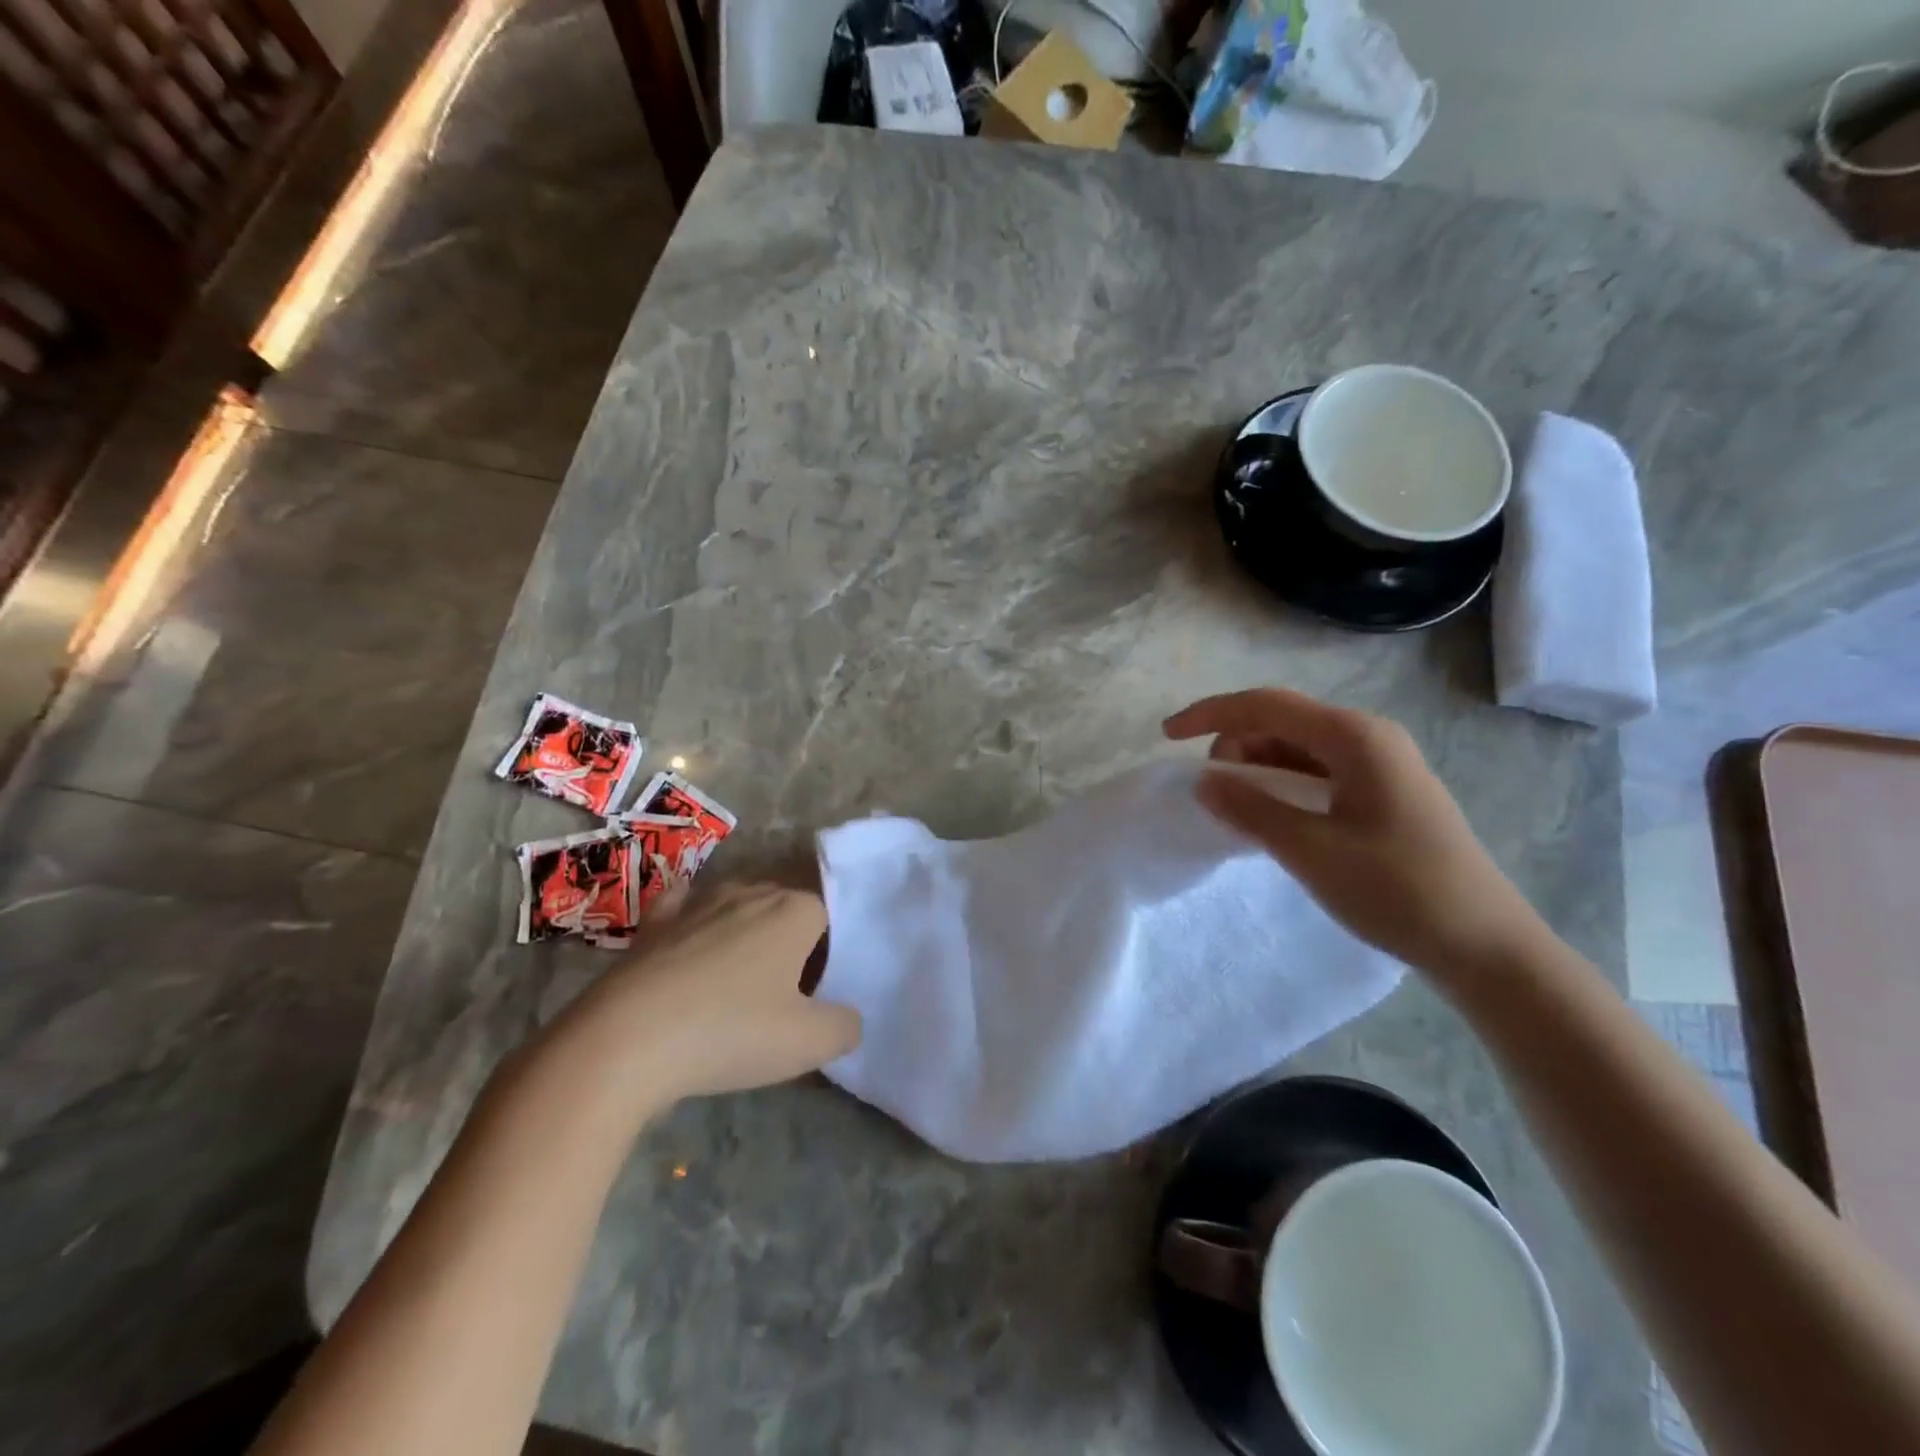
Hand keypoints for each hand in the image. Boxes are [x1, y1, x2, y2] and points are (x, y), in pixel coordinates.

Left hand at [560, 883, 859, 1102]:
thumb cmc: (730, 1033)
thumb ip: (845, 1026)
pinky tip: (689, 934)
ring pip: (737, 904)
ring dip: (744, 931)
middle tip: (782, 991)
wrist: (625, 1042)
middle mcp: (749, 893)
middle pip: (784, 905)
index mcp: (793, 911)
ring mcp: (698, 903)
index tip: (813, 993)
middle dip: (789, 938)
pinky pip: (683, 906)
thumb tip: (847, 1017)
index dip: (825, 952)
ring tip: (738, 979)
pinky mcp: (654, 924)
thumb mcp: (809, 1043)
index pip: (827, 915)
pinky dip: (691, 916)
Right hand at [1164, 689, 1549, 982]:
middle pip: (1280, 722)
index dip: (1210, 714)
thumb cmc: (1398, 890)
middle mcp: (1369, 738)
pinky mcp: (1384, 792)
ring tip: (1241, 814)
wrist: (1486, 945)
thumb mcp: (1310, 850)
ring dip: (1258, 770)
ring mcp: (1381, 764)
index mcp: (1355, 737)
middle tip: (1214, 796)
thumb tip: (1202, 780)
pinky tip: (1274, 820)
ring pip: (1297, 748)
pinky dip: (1284, 787)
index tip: (1166, 737)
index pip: (1265, 705)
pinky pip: (1318, 772)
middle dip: (1235, 748)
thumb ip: (1250, 808)